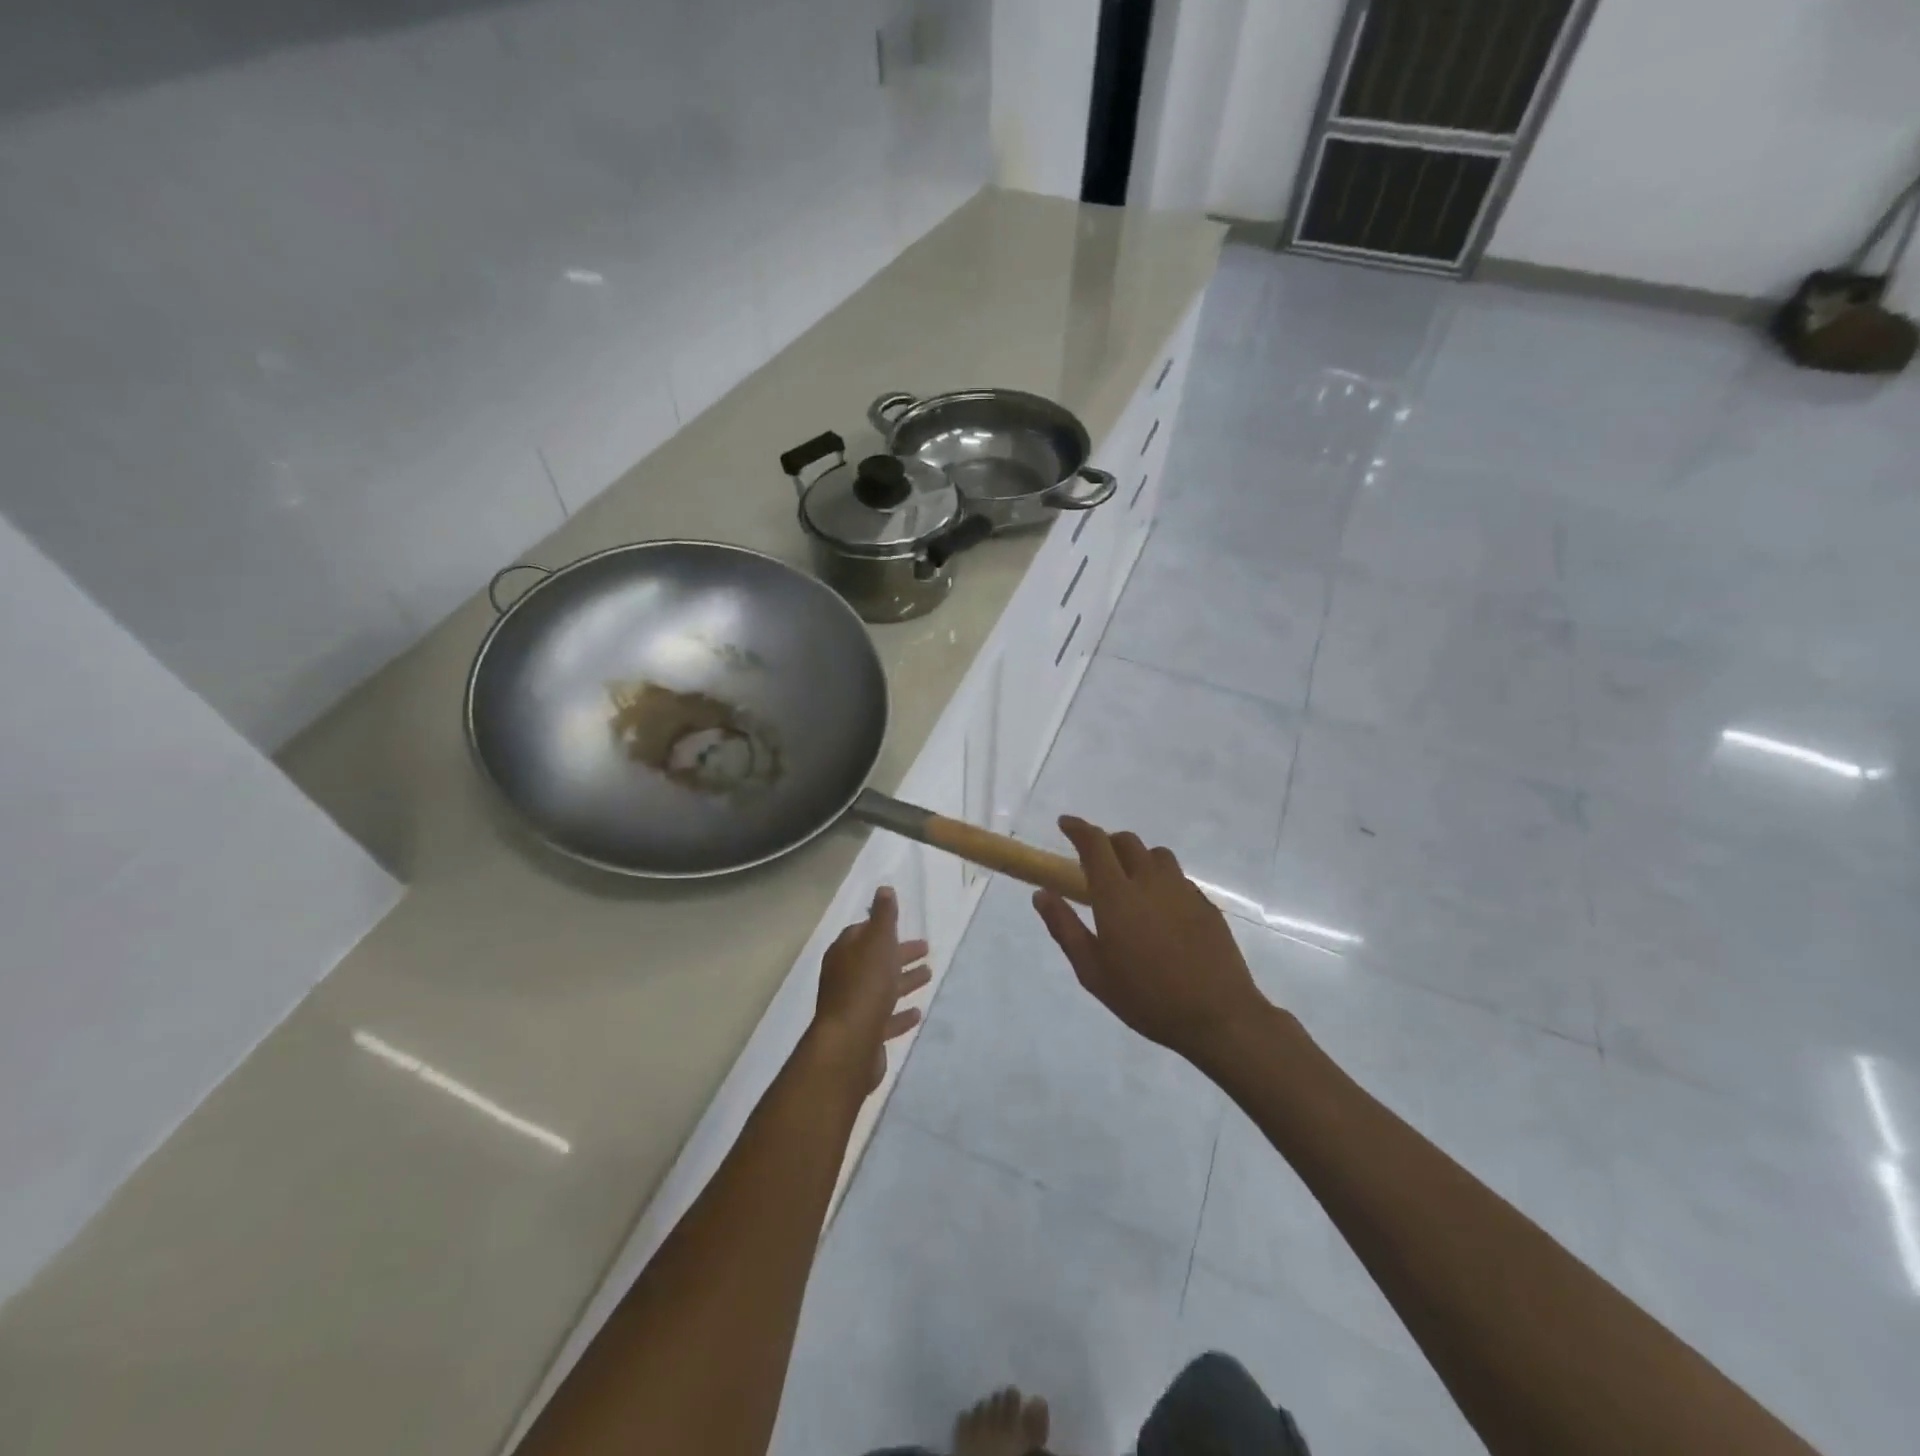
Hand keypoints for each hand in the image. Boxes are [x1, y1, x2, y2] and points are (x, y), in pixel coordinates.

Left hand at [812, 886, 932, 1093]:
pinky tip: (917, 1013)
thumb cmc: (865, 984)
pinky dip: (900, 1014)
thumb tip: (884, 889)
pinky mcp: (864, 1034)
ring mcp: (853, 1007)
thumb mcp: (878, 941)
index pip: (862, 933)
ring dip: (903, 980)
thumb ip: (883, 915)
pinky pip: (885, 1018)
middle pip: (875, 960)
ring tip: (929, 975)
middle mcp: (844, 977)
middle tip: (926, 949)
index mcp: (845, 952)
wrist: (850, 1043)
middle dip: (898, 953)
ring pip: (882, 988)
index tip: (901, 925)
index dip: (882, 928)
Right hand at [1033, 817, 1267, 1065]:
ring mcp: (1182, 890)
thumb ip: (1064, 927)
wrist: (1218, 1016)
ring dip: (1137, 857)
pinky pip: (1178, 877)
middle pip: (1127, 841)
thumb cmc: (1146, 997)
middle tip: (1095, 862)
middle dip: (1107, 842)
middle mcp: (1150, 881)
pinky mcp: (1205, 904)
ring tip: (1130, 882)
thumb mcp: (1092, 971)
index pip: (1094, 844)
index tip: (1065, 824)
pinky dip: (1161, 880)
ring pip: (1157, 855)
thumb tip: (1042, 893)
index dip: (1077, 828)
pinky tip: (1160, 910)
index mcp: (1117, 894)